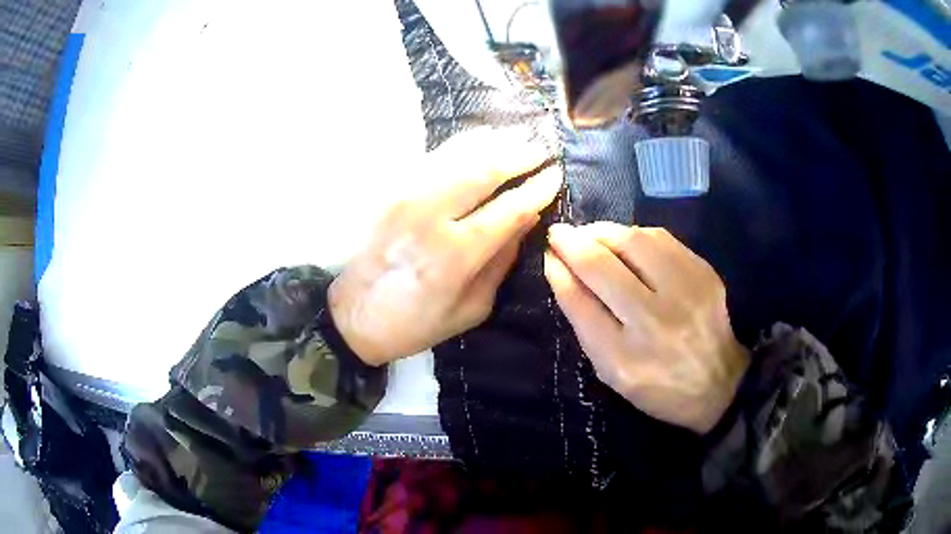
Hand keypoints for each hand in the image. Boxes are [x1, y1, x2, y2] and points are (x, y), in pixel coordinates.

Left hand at [329, 128, 561, 365]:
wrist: (354, 316)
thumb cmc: (416, 323)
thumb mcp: (471, 308)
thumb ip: (501, 261)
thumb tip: (526, 219)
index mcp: (454, 255)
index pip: (508, 210)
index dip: (536, 189)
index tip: (555, 175)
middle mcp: (429, 217)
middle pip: (483, 171)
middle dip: (518, 155)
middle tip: (541, 148)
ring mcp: (405, 198)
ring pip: (457, 156)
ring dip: (493, 143)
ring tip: (517, 137)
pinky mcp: (390, 191)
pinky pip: (432, 158)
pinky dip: (461, 145)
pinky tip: (480, 138)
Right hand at [544, 222, 748, 433]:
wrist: (718, 383)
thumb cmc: (656, 384)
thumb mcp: (610, 369)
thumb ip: (584, 320)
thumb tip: (558, 268)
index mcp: (624, 357)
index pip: (579, 299)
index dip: (558, 267)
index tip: (548, 252)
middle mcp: (654, 321)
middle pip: (602, 263)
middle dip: (572, 241)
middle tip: (561, 235)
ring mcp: (684, 291)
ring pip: (633, 240)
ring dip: (603, 232)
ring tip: (591, 236)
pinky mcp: (704, 272)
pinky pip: (660, 238)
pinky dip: (635, 235)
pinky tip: (626, 242)